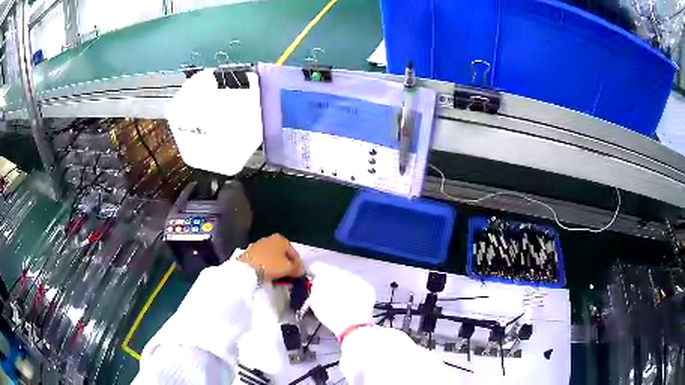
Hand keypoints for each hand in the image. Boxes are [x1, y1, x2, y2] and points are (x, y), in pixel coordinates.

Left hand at [237, 234, 303, 280]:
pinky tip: (266, 273)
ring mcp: (259, 244)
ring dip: (276, 264)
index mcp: (282, 239)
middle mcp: (270, 238)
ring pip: (272, 255)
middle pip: (283, 253)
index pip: (295, 253)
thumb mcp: (289, 269)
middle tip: (288, 275)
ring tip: (277, 275)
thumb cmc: (271, 265)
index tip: (298, 275)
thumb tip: (300, 270)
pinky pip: (263, 259)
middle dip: (286, 263)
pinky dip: (266, 264)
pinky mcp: (250, 251)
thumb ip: (297, 268)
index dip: (298, 265)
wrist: (247, 268)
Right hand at [308, 262, 375, 336]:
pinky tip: (352, 302)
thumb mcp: (315, 301)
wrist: (353, 325)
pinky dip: (355, 292)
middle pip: (335, 273)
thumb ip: (315, 287)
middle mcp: (344, 273)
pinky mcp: (368, 288)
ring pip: (348, 279)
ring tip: (342, 299)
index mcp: (328, 274)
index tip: (314, 279)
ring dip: (344, 286)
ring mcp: (358, 280)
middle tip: (329, 292)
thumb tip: (318, 282)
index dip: (315, 273)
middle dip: (332, 280)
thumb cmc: (330, 314)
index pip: (319, 267)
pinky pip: (358, 287)